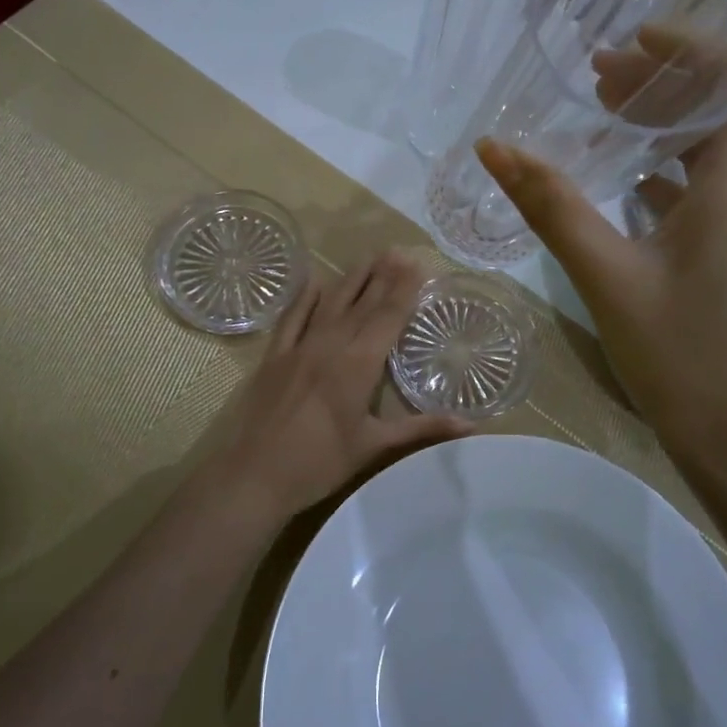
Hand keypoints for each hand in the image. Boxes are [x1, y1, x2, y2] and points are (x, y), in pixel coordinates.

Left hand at [208, 250, 470, 522]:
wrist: (255, 475)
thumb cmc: (320, 463)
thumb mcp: (375, 446)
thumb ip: (422, 429)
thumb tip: (471, 425)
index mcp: (359, 364)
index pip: (388, 317)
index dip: (404, 289)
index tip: (418, 264)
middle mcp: (331, 344)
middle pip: (362, 302)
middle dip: (382, 275)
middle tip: (398, 251)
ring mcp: (299, 347)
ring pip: (330, 302)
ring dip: (351, 278)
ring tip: (368, 257)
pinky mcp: (275, 356)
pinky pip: (292, 317)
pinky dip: (304, 297)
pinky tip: (314, 280)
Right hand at [476, 28, 726, 502]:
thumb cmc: (679, 358)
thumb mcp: (606, 277)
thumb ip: (551, 206)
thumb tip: (493, 147)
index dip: (694, 45)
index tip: (631, 39)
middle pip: (724, 106)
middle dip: (664, 79)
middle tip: (597, 75)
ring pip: (713, 146)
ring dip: (663, 121)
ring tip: (601, 110)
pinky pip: (705, 185)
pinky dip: (664, 165)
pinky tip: (619, 176)